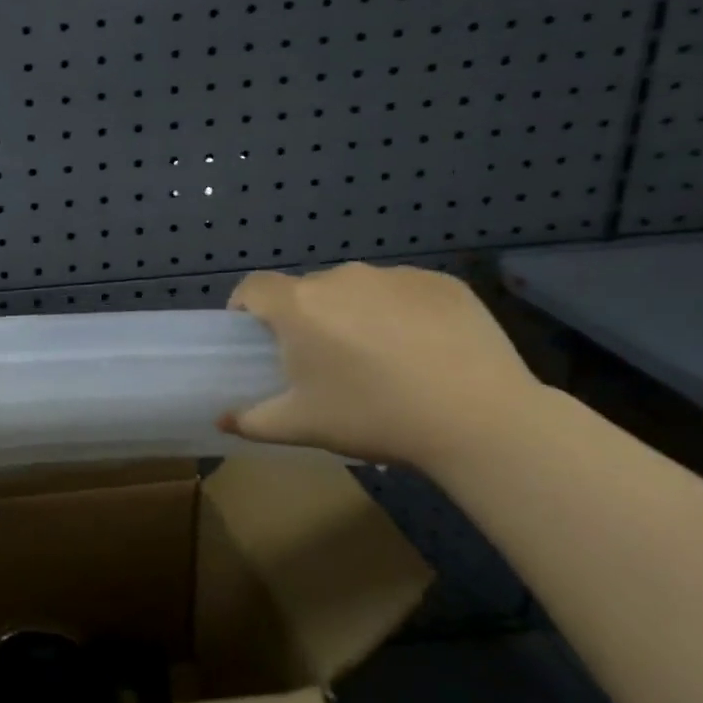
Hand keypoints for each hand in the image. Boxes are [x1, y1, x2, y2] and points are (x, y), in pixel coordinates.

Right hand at [221, 263, 543, 469]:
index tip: (257, 335)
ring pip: (357, 290)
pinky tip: (426, 352)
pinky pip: (405, 292)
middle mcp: (340, 278)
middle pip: (307, 291)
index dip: (247, 307)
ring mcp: (394, 276)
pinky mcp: (442, 283)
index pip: (253, 287)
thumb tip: (221, 420)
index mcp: (298, 305)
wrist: (481, 420)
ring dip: (355, 314)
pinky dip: (403, 313)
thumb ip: (252, 421)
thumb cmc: (375, 417)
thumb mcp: (303, 426)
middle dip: (307, 318)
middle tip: (326, 361)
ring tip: (383, 359)